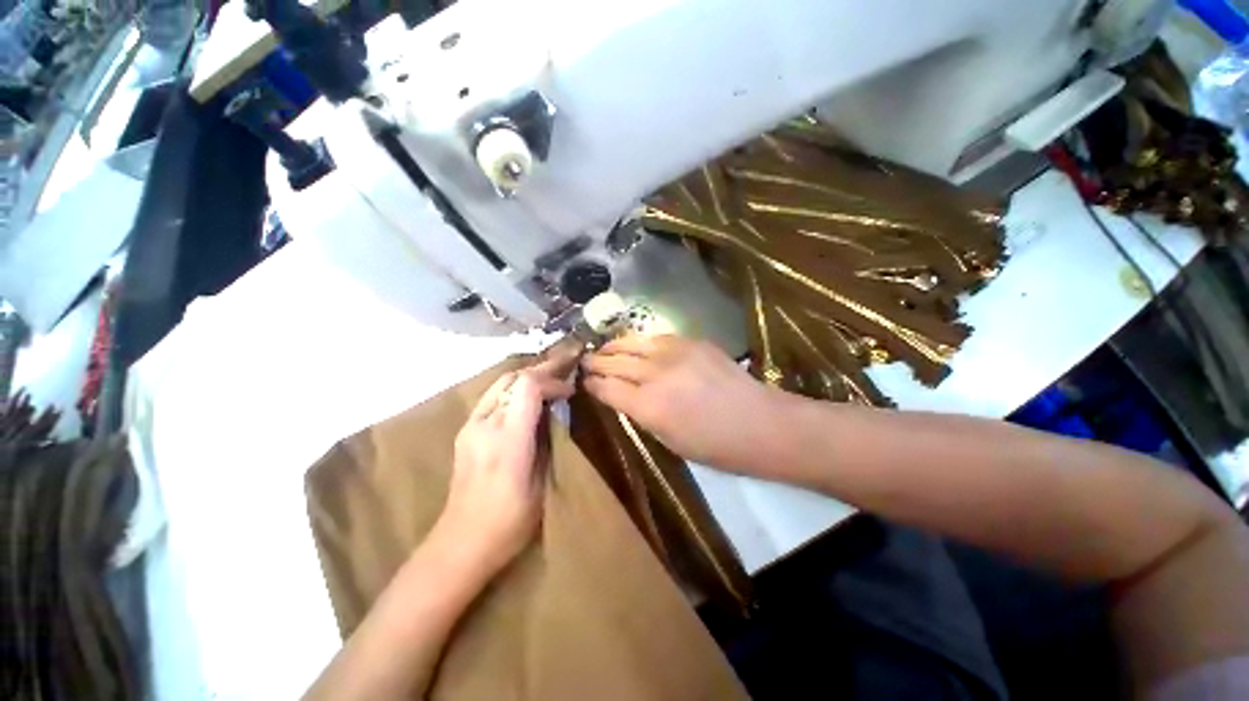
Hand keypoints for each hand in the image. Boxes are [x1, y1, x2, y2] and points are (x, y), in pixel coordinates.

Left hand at [434, 366, 571, 576]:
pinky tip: (526, 402)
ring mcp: (470, 427)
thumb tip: (555, 413)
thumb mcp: (542, 483)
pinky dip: (514, 391)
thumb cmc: (510, 521)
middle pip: (511, 378)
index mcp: (507, 439)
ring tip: (548, 384)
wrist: (461, 543)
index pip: (527, 387)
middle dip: (540, 372)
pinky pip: (492, 398)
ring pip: (500, 385)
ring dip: (526, 380)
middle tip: (562, 376)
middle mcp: (484, 425)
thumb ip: (547, 441)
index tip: (569, 391)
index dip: (552, 381)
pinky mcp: (465, 432)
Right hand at [582, 335, 776, 468]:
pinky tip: (636, 345)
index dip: (592, 384)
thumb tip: (621, 396)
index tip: (584, 382)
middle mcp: (655, 374)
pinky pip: (656, 338)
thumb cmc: (714, 446)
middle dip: (596, 362)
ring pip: (632, 343)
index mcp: (648, 406)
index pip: (607, 388)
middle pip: (615, 361)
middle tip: (584, 361)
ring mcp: (674, 353)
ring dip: (613, 346)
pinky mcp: (691, 341)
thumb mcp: (668, 440)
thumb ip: (640, 414)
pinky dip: (640, 342)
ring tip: (603, 348)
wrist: (759, 422)